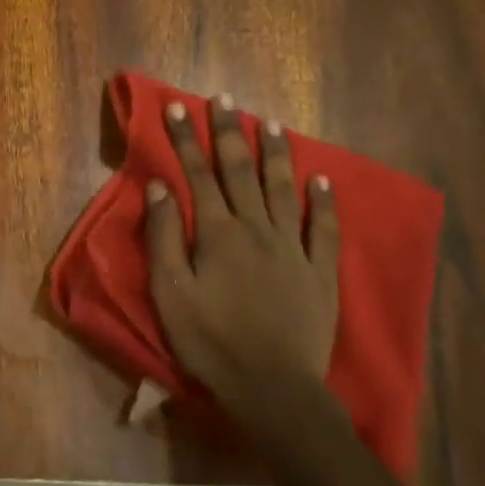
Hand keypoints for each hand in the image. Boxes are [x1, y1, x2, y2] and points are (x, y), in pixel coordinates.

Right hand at [143, 93, 340, 433]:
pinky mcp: (320, 271)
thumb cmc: (211, 341)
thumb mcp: (170, 292)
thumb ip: (164, 236)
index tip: (176, 106)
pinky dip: (325, 201)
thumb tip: (159, 186)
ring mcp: (293, 247)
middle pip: (240, 171)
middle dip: (228, 132)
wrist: (273, 387)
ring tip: (269, 122)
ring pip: (283, 189)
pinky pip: (325, 227)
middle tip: (224, 99)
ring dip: (274, 153)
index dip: (185, 138)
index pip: (198, 174)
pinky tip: (323, 178)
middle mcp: (257, 228)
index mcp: (217, 233)